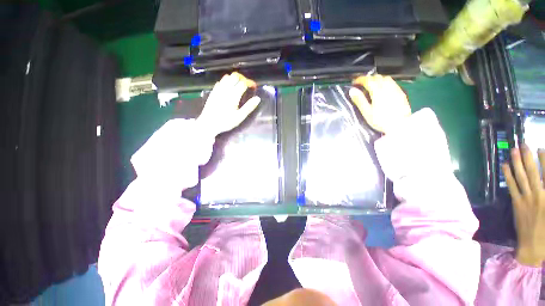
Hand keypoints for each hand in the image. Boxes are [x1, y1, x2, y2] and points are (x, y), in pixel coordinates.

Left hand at [196, 72, 260, 136]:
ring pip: (227, 77)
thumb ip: (249, 107)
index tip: (254, 87)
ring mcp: (218, 89)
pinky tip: (228, 89)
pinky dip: (226, 82)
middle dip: (243, 79)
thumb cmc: (226, 122)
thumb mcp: (240, 117)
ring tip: (238, 86)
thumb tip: (258, 98)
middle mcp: (226, 89)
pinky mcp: (213, 92)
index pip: (243, 83)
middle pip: (235, 76)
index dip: (250, 83)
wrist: (208, 124)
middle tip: (247, 86)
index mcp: (234, 95)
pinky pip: (220, 82)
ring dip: (234, 79)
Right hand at [349, 75, 410, 133]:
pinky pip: (392, 83)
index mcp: (378, 92)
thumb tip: (352, 91)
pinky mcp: (401, 93)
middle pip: (377, 77)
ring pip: (386, 78)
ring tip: (372, 86)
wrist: (400, 126)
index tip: (354, 82)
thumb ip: (359, 100)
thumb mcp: (367, 112)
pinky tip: (383, 89)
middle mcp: (388, 87)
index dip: (360, 79)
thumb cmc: (381, 121)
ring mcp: (396, 90)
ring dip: (377, 79)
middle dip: (368, 78)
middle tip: (361, 84)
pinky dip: (385, 82)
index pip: (368, 80)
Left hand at [502, 145, 544, 266]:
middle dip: (528, 157)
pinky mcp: (516, 204)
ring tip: (513, 150)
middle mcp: (539, 195)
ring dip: (517, 163)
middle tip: (524, 144)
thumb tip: (543, 181)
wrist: (533, 247)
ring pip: (521, 177)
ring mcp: (526, 199)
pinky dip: (508, 175)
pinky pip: (511, 186)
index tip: (541, 148)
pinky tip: (504, 166)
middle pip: (534, 172)